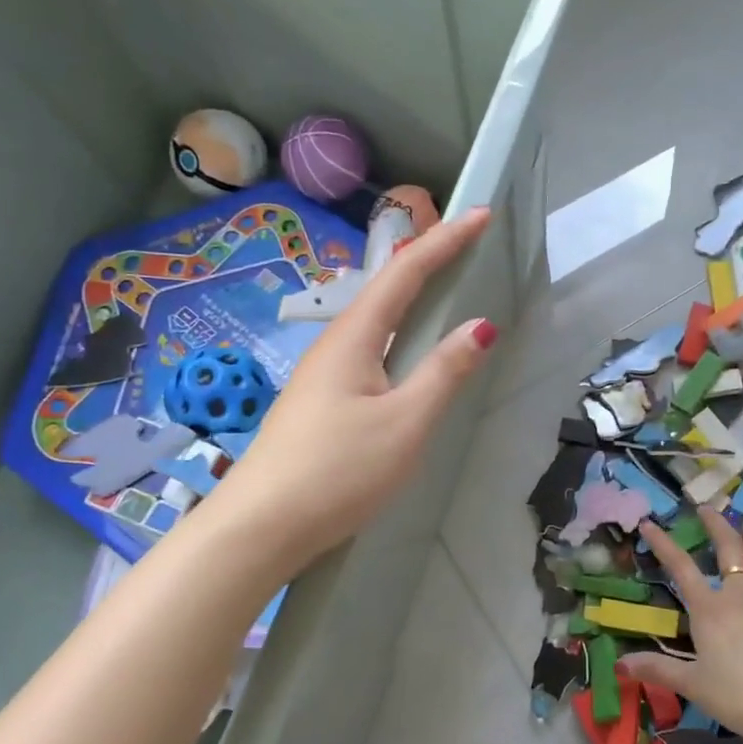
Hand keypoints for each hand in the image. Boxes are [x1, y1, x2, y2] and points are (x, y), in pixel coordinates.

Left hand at [202, 207, 495, 569]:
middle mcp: (335, 345)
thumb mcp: (405, 422)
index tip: (481, 215)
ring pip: (375, 320)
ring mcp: (324, 375)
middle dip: (428, 258)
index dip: (445, 242)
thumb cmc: (338, 471)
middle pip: (386, 288)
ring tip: (443, 283)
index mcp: (354, 338)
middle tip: (465, 242)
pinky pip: (369, 349)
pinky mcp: (322, 403)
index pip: (406, 273)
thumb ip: (444, 372)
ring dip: (411, 294)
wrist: (261, 528)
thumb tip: (482, 326)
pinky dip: (399, 331)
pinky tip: (406, 352)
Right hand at [624, 506, 742, 743]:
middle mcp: (742, 595)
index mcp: (710, 610)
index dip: (663, 544)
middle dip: (717, 525)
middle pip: (729, 549)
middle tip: (708, 509)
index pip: (681, 568)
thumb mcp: (693, 685)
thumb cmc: (740, 696)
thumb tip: (620, 664)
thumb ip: (658, 669)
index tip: (649, 524)